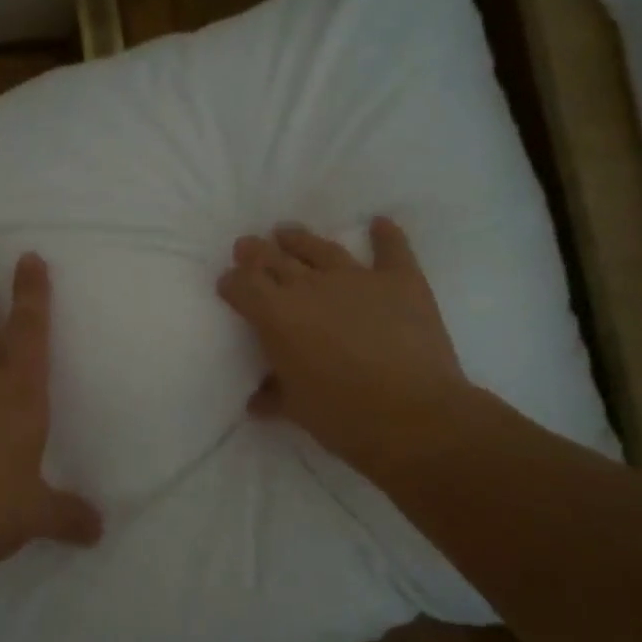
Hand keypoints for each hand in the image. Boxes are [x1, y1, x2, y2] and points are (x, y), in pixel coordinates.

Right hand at [216, 217, 477, 484]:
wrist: (414, 417)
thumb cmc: (344, 418)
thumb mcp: (297, 410)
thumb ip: (274, 395)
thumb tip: (257, 400)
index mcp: (278, 317)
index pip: (243, 286)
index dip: (231, 282)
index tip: (227, 284)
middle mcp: (311, 287)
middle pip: (275, 259)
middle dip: (256, 253)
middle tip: (247, 246)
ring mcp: (358, 278)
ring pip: (321, 248)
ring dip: (300, 239)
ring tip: (287, 232)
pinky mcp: (400, 281)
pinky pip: (391, 249)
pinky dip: (386, 236)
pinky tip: (380, 223)